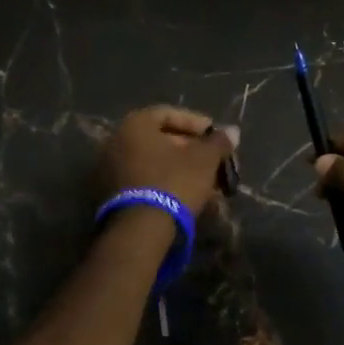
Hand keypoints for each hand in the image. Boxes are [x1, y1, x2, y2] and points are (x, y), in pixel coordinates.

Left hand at [99, 106, 239, 217]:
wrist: (140, 231)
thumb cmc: (174, 182)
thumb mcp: (204, 160)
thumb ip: (218, 142)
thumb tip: (233, 131)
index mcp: (135, 124)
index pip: (169, 113)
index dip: (196, 123)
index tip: (215, 136)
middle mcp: (117, 141)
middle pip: (160, 139)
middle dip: (190, 149)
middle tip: (212, 160)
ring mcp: (109, 169)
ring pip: (153, 162)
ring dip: (180, 168)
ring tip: (205, 181)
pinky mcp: (110, 194)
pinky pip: (144, 179)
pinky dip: (165, 182)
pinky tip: (187, 195)